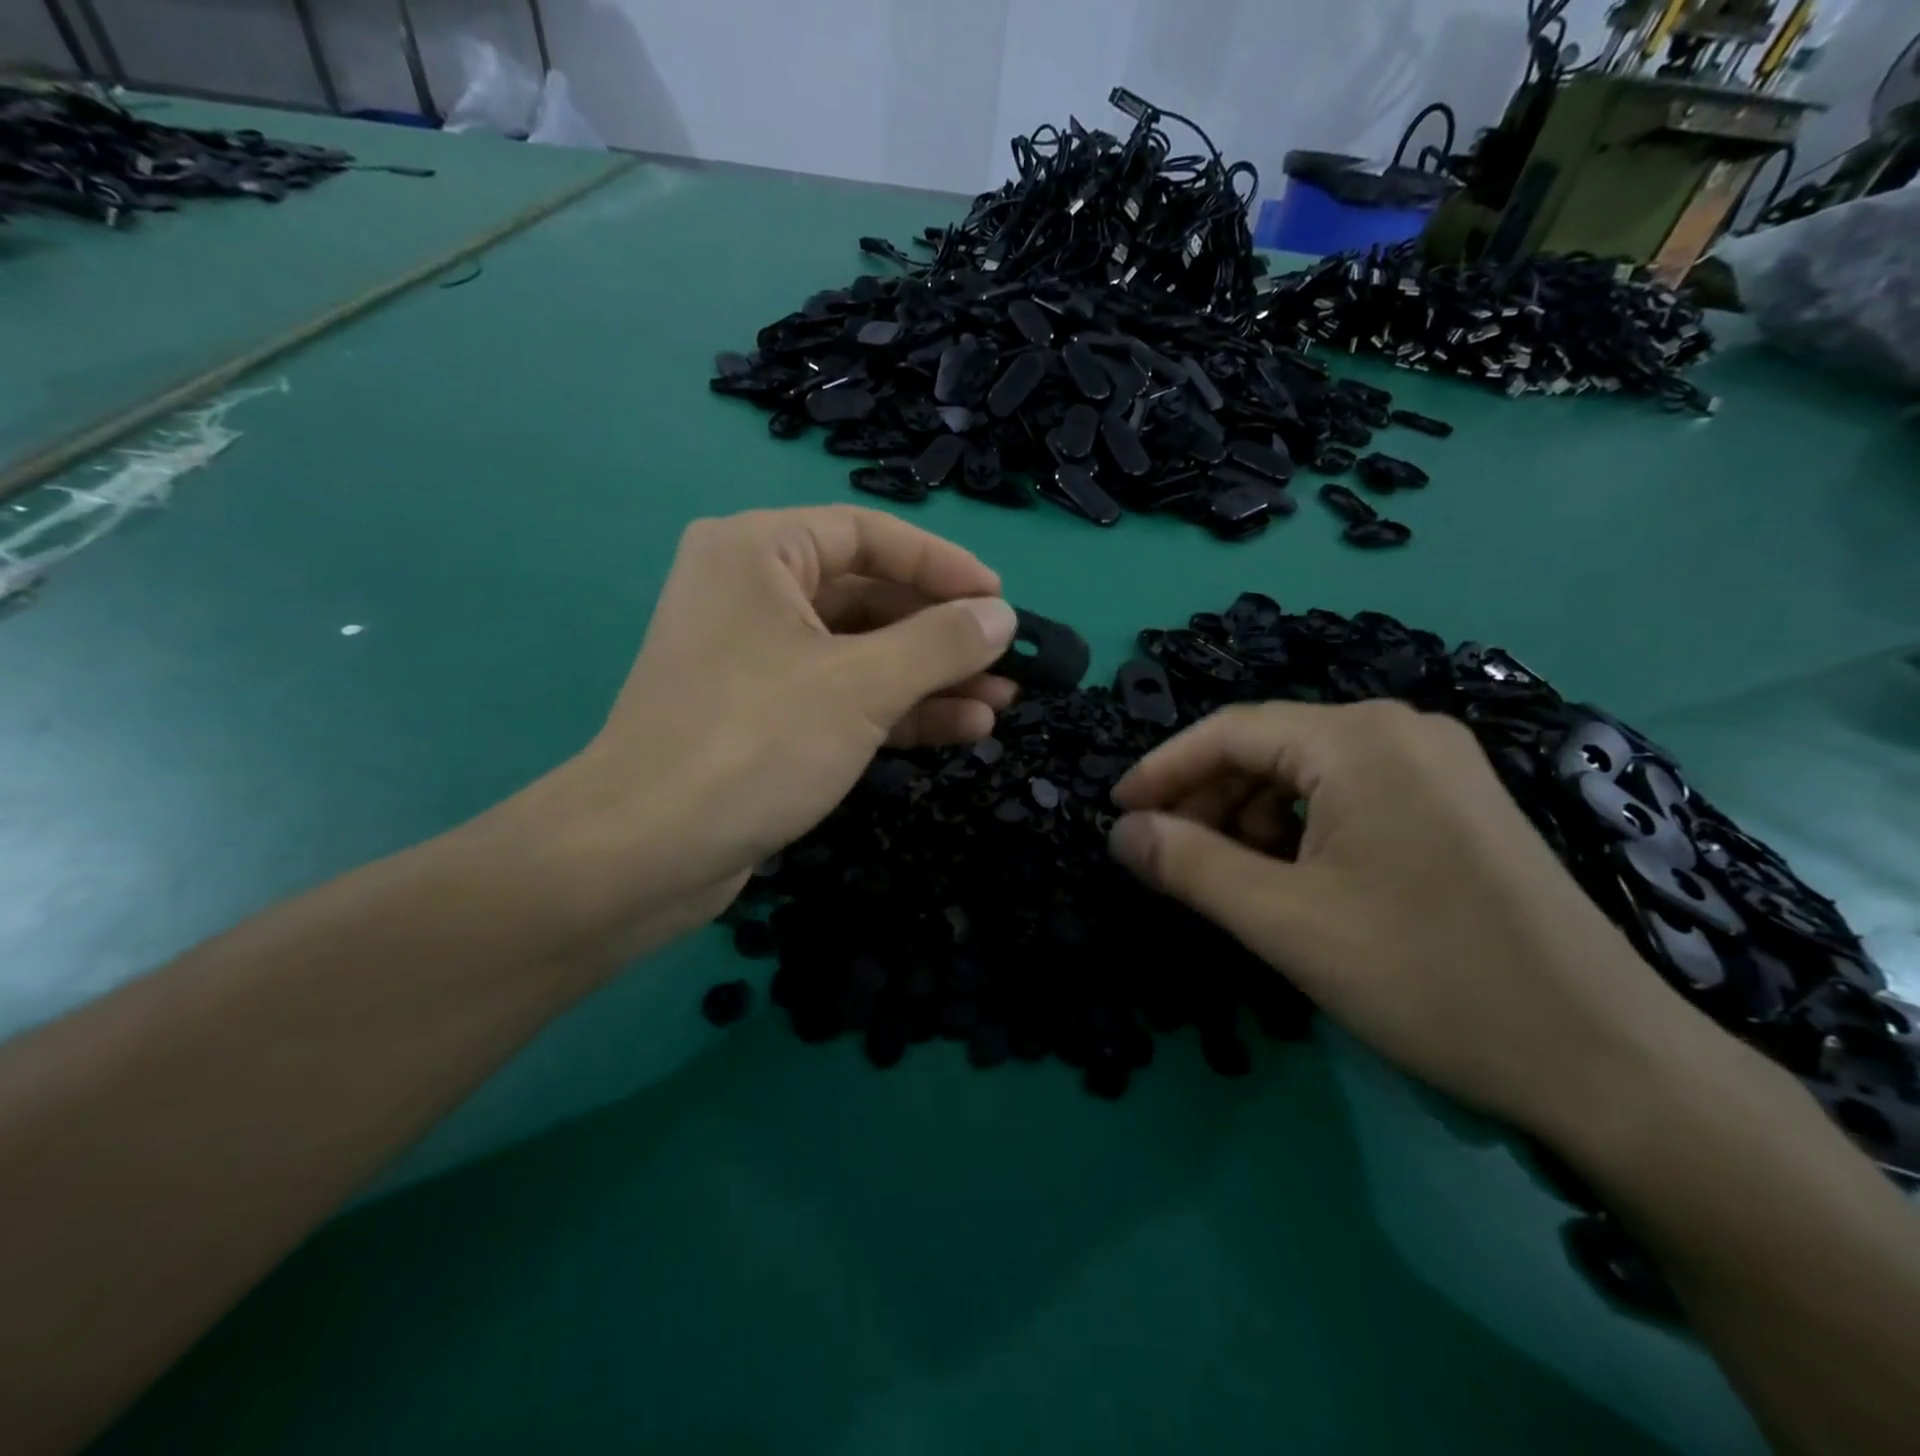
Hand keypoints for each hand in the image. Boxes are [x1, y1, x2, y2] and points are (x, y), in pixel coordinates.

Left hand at [513, 507, 1016, 960]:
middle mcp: (753, 592)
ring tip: (1001, 702)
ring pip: (861, 653)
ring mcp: (757, 658)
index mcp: (759, 551)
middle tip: (1008, 662)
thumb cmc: (754, 743)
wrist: (645, 854)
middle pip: (869, 597)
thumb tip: (1002, 616)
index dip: (943, 566)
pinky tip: (962, 727)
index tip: (1001, 601)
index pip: (869, 535)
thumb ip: (940, 643)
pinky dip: (898, 710)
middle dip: (943, 635)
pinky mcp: (764, 716)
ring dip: (930, 678)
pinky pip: (842, 695)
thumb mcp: (861, 684)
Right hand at [1106, 700, 1719, 1144]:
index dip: (1162, 770)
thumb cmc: (1427, 977)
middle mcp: (1401, 729)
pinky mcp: (1460, 803)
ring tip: (1226, 877)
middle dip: (1208, 799)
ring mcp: (1439, 764)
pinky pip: (1352, 796)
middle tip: (1166, 855)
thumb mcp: (1283, 921)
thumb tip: (1119, 832)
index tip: (1116, 813)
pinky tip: (1291, 879)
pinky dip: (1302, 829)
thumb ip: (1187, 865)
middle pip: (1270, 748)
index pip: (1229, 731)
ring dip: (1251, 818)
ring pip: (1309, 774)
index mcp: (1358, 738)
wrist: (1606, 1060)